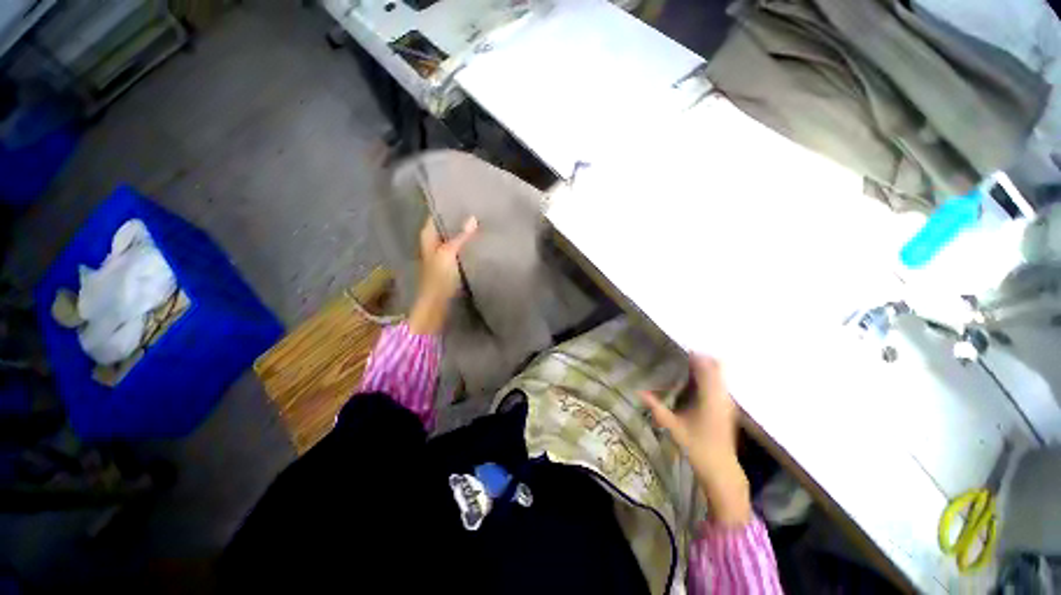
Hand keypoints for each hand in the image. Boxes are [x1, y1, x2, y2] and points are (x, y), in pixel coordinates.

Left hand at [408, 216, 477, 334]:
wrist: (436, 304)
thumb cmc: (438, 277)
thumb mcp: (449, 253)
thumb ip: (461, 236)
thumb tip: (473, 218)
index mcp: (428, 235)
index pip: (437, 213)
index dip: (448, 205)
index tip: (465, 197)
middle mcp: (434, 241)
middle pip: (446, 225)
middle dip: (460, 217)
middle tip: (478, 208)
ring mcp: (442, 253)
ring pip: (454, 237)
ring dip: (464, 231)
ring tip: (482, 221)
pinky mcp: (450, 264)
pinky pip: (460, 249)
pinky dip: (467, 244)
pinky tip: (479, 240)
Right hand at [640, 355, 750, 525]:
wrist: (721, 470)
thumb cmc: (697, 447)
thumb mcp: (673, 426)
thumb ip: (656, 408)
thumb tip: (639, 392)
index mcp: (709, 398)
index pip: (706, 369)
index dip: (696, 356)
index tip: (682, 349)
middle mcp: (722, 397)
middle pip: (717, 367)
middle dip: (702, 358)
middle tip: (683, 355)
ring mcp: (728, 403)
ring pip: (721, 375)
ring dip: (707, 367)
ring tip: (688, 364)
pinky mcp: (728, 409)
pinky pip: (721, 384)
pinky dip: (711, 377)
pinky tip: (696, 382)